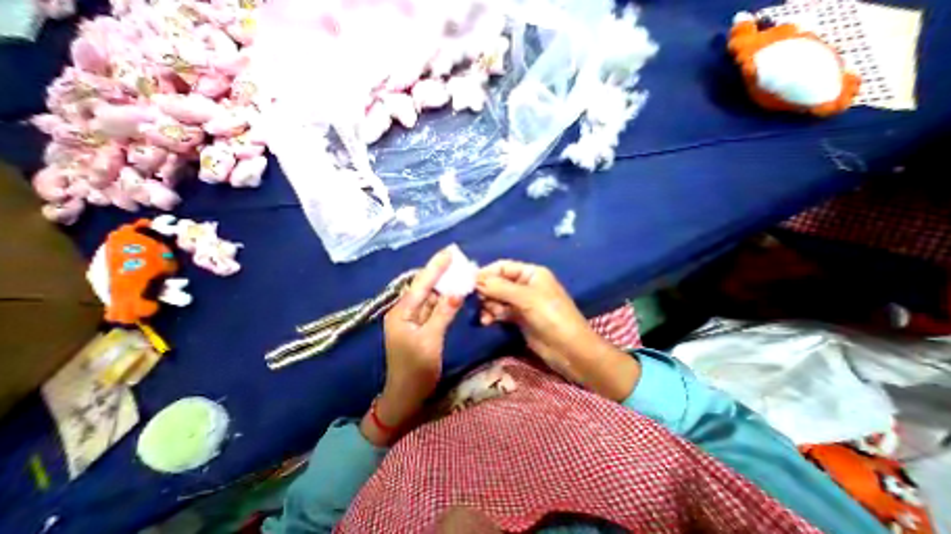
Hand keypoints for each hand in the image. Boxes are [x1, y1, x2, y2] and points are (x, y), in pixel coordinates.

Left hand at [362, 248, 461, 443]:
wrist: (406, 396)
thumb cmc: (416, 370)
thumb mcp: (430, 340)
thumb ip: (442, 314)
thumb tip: (456, 292)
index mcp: (402, 312)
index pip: (421, 284)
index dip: (435, 267)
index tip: (449, 252)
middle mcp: (404, 311)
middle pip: (424, 287)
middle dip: (440, 272)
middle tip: (456, 258)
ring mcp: (412, 319)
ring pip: (430, 297)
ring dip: (443, 285)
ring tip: (458, 271)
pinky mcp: (420, 326)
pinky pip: (433, 308)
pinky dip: (444, 300)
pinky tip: (454, 292)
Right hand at [473, 261, 637, 401]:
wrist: (570, 350)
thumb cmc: (551, 317)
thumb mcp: (526, 298)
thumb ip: (499, 288)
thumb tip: (475, 279)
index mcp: (531, 273)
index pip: (503, 267)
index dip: (486, 273)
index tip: (468, 283)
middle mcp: (525, 285)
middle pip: (498, 282)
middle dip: (486, 291)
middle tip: (476, 302)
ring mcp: (522, 303)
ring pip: (497, 298)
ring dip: (488, 305)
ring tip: (485, 316)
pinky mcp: (519, 318)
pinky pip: (500, 312)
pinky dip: (493, 315)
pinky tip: (487, 322)